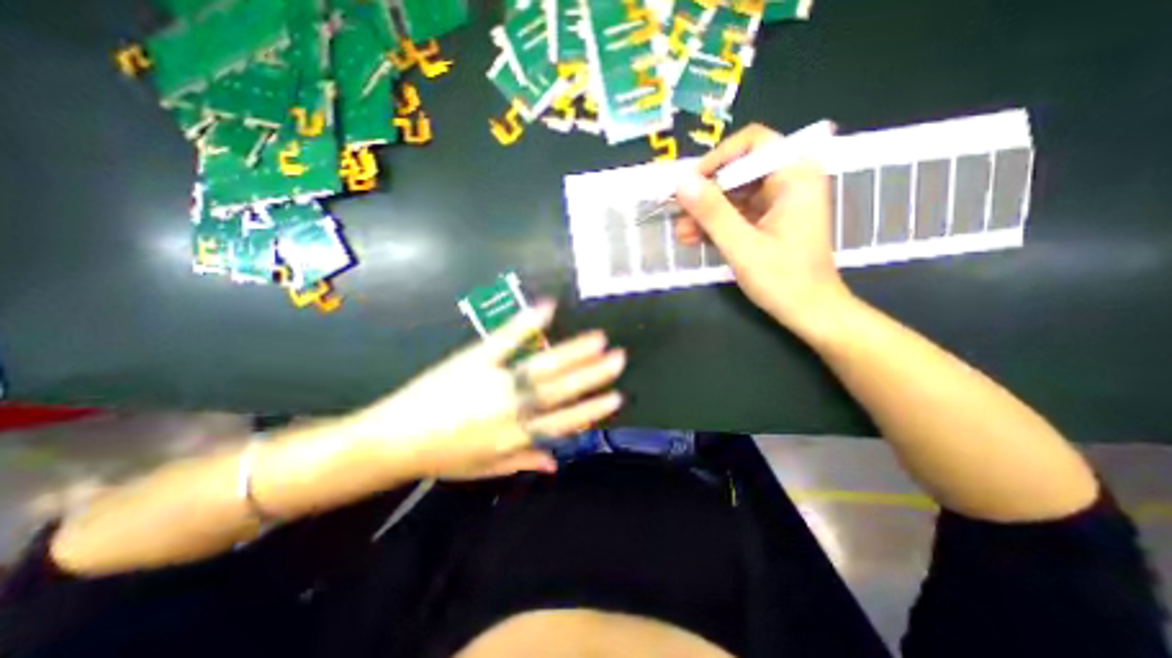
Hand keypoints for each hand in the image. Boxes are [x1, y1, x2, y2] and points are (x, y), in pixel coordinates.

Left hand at [345, 300, 625, 476]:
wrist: (393, 440)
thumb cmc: (441, 457)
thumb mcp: (484, 469)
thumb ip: (523, 461)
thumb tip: (557, 462)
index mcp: (516, 437)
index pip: (564, 422)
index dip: (592, 409)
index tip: (616, 396)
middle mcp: (513, 409)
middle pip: (561, 390)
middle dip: (593, 374)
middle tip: (618, 358)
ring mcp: (495, 381)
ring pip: (543, 367)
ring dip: (573, 353)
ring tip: (598, 340)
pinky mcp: (475, 359)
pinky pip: (505, 340)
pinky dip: (527, 323)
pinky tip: (548, 308)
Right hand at [677, 124, 853, 328]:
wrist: (811, 312)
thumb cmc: (784, 279)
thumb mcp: (742, 246)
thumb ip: (712, 212)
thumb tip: (681, 183)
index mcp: (794, 176)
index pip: (752, 143)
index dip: (717, 160)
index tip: (690, 186)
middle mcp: (789, 181)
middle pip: (739, 171)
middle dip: (706, 194)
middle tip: (678, 214)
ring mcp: (779, 202)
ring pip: (734, 194)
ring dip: (706, 213)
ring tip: (682, 234)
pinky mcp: (770, 220)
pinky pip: (737, 213)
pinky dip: (716, 224)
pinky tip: (695, 239)